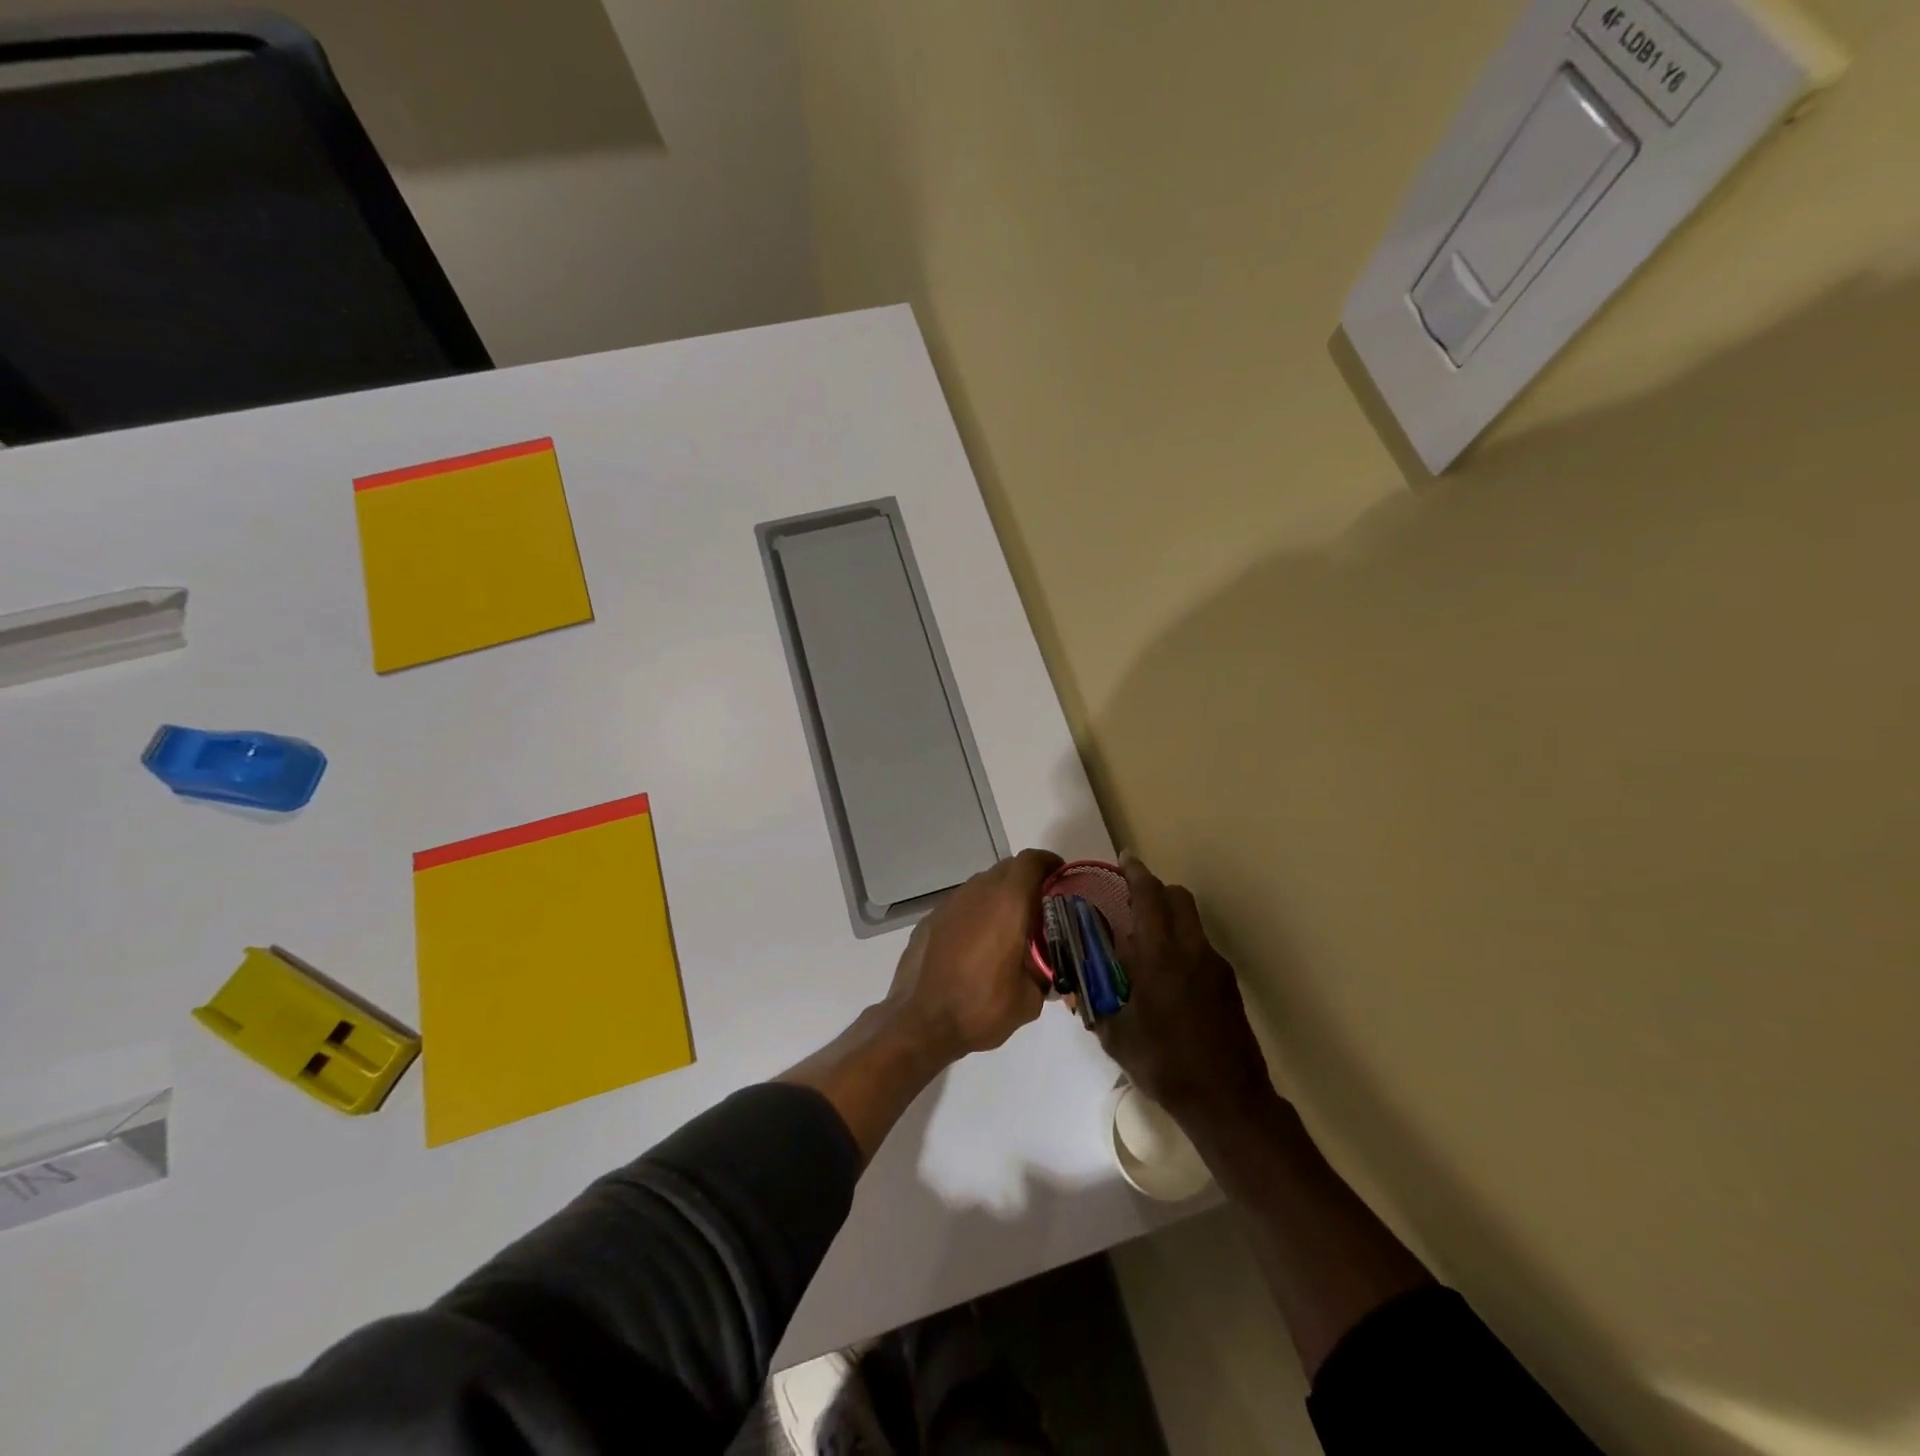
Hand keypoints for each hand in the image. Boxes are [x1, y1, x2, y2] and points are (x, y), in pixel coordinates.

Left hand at [883, 848, 1060, 1063]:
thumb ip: (1044, 976)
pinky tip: (976, 944)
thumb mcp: (1028, 1000)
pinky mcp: (930, 918)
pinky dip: (976, 913)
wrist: (918, 1022)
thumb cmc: (979, 1008)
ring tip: (1009, 929)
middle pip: (1008, 868)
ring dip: (1000, 897)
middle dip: (1027, 880)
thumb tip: (1048, 972)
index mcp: (1007, 903)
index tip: (1061, 878)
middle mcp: (977, 892)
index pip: (1031, 861)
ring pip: (983, 885)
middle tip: (1041, 908)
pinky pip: (962, 904)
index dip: (1049, 864)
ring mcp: (950, 903)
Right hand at [1097, 853, 1275, 1129]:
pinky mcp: (1228, 985)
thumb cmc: (1164, 1064)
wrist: (1228, 1100)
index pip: (1149, 896)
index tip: (1124, 859)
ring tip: (1145, 946)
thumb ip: (1094, 1006)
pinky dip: (1182, 946)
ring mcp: (1215, 966)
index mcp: (1160, 955)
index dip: (1136, 873)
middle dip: (1155, 890)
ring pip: (1192, 922)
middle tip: (1131, 902)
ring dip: (1169, 919)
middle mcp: (1191, 950)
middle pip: (1178, 897)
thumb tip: (1075, 993)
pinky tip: (1167, 980)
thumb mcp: (1116, 1036)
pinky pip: (1201, 948)